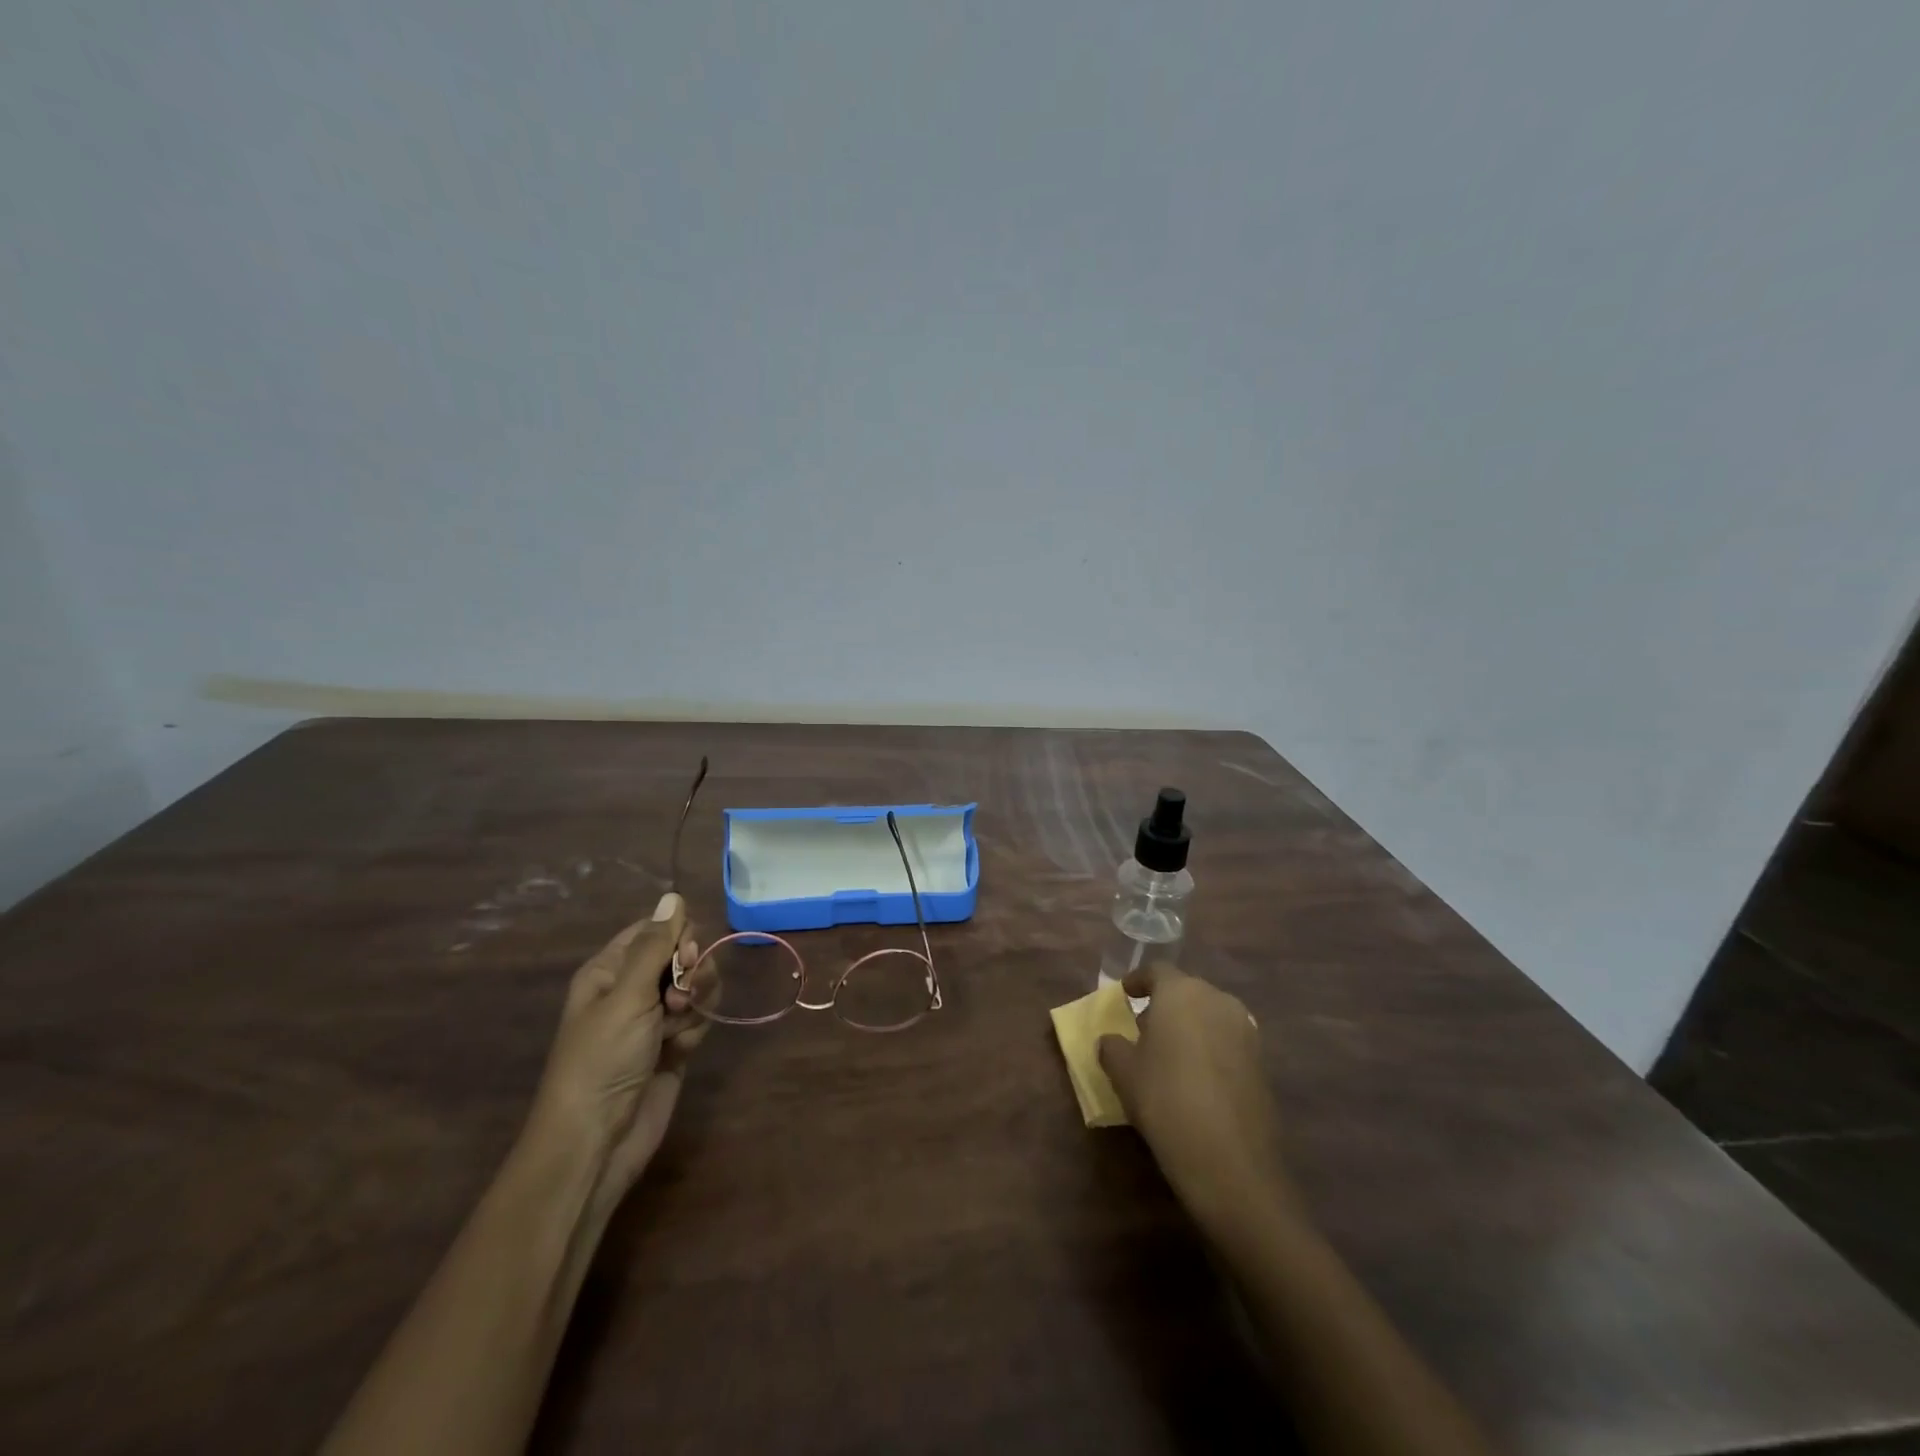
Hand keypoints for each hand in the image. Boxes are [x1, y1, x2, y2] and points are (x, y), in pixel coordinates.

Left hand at [526, 892, 715, 1208]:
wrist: (599, 1141)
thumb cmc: (602, 1060)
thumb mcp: (627, 996)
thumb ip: (656, 945)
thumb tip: (673, 895)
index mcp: (611, 969)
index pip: (657, 929)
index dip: (678, 937)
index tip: (685, 957)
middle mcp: (633, 988)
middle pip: (683, 955)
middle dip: (691, 972)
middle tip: (679, 998)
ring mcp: (654, 1018)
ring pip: (696, 986)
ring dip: (696, 1003)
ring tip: (677, 1029)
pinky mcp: (674, 1044)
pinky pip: (700, 1017)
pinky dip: (696, 1030)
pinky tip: (680, 1051)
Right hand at [1097, 964, 1292, 1228]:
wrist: (1231, 1160)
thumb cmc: (1165, 1100)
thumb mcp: (1123, 1073)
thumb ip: (1112, 1047)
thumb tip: (1110, 1040)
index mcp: (1181, 992)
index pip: (1157, 971)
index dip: (1138, 980)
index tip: (1124, 995)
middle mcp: (1217, 1000)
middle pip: (1186, 991)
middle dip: (1165, 1005)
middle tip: (1144, 1029)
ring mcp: (1246, 1030)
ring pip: (1210, 1015)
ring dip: (1190, 1026)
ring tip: (1171, 1055)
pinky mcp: (1262, 1061)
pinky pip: (1228, 1041)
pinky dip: (1210, 1049)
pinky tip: (1197, 1078)